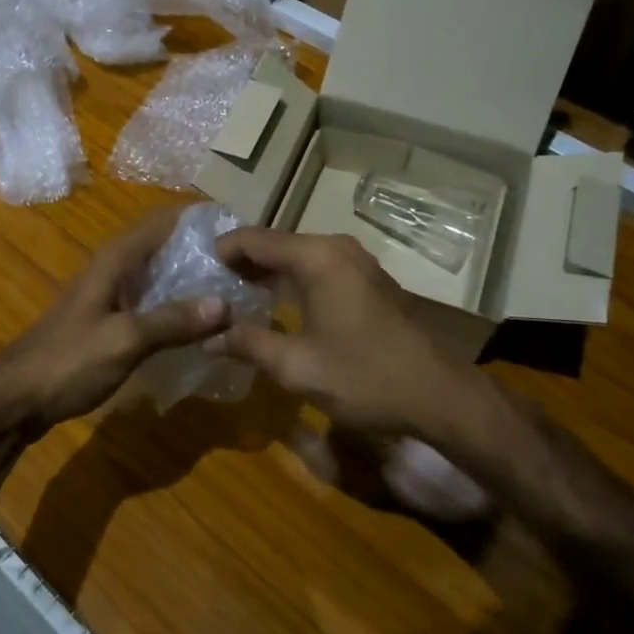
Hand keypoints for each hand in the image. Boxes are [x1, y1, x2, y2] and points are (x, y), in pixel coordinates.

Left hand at [0, 209, 229, 438]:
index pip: (165, 219)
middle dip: (204, 249)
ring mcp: (111, 293)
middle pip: (166, 244)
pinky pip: (152, 300)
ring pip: (160, 274)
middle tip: (250, 266)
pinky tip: (202, 324)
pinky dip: (177, 304)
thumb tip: (226, 303)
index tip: (242, 228)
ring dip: (193, 278)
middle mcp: (115, 267)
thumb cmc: (67, 362)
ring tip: (237, 290)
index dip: (201, 218)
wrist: (15, 397)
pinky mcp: (110, 319)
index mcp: (117, 258)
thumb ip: (173, 321)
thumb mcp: (124, 341)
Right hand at [208, 228, 482, 436]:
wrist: (440, 395)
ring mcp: (356, 261)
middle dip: (240, 264)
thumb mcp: (296, 366)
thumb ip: (248, 344)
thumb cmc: (364, 376)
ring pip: (296, 256)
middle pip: (274, 244)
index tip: (193, 273)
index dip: (219, 252)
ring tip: (234, 299)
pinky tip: (276, 307)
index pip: (252, 239)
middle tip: (208, 290)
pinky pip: (318, 268)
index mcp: (315, 257)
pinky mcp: (368, 279)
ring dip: (266, 273)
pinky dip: (291, 280)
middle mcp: (335, 247)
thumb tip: (209, 339)